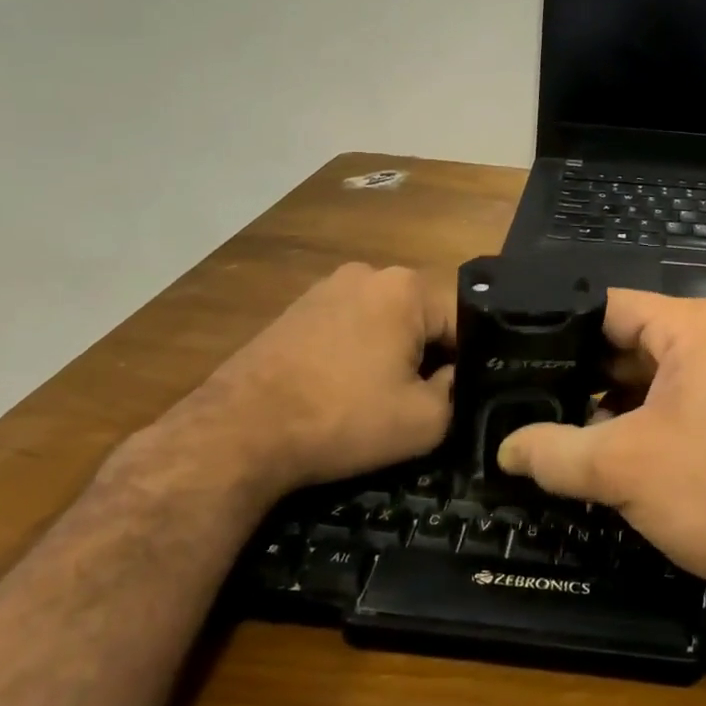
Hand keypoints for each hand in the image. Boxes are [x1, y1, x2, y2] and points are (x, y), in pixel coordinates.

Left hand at [177, 262, 453, 495]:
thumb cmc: (342, 418)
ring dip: (390, 355)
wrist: (238, 432)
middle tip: (418, 402)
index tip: (457, 399)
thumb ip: (457, 392)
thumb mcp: (425, 420)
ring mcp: (325, 289)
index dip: (467, 363)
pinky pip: (347, 328)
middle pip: (421, 318)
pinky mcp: (295, 311)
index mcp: (406, 287)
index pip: (462, 321)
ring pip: (384, 323)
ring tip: (376, 400)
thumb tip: (453, 376)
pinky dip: (355, 356)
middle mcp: (367, 273)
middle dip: (427, 356)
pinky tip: (341, 391)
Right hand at [496, 290, 705, 607]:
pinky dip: (639, 424)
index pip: (608, 306)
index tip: (512, 355)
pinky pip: (676, 405)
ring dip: (607, 406)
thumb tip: (504, 448)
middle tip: (521, 398)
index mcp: (693, 327)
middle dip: (579, 374)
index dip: (556, 328)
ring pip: (650, 379)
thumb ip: (553, 452)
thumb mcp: (622, 468)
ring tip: (551, 429)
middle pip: (628, 343)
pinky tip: (604, 454)